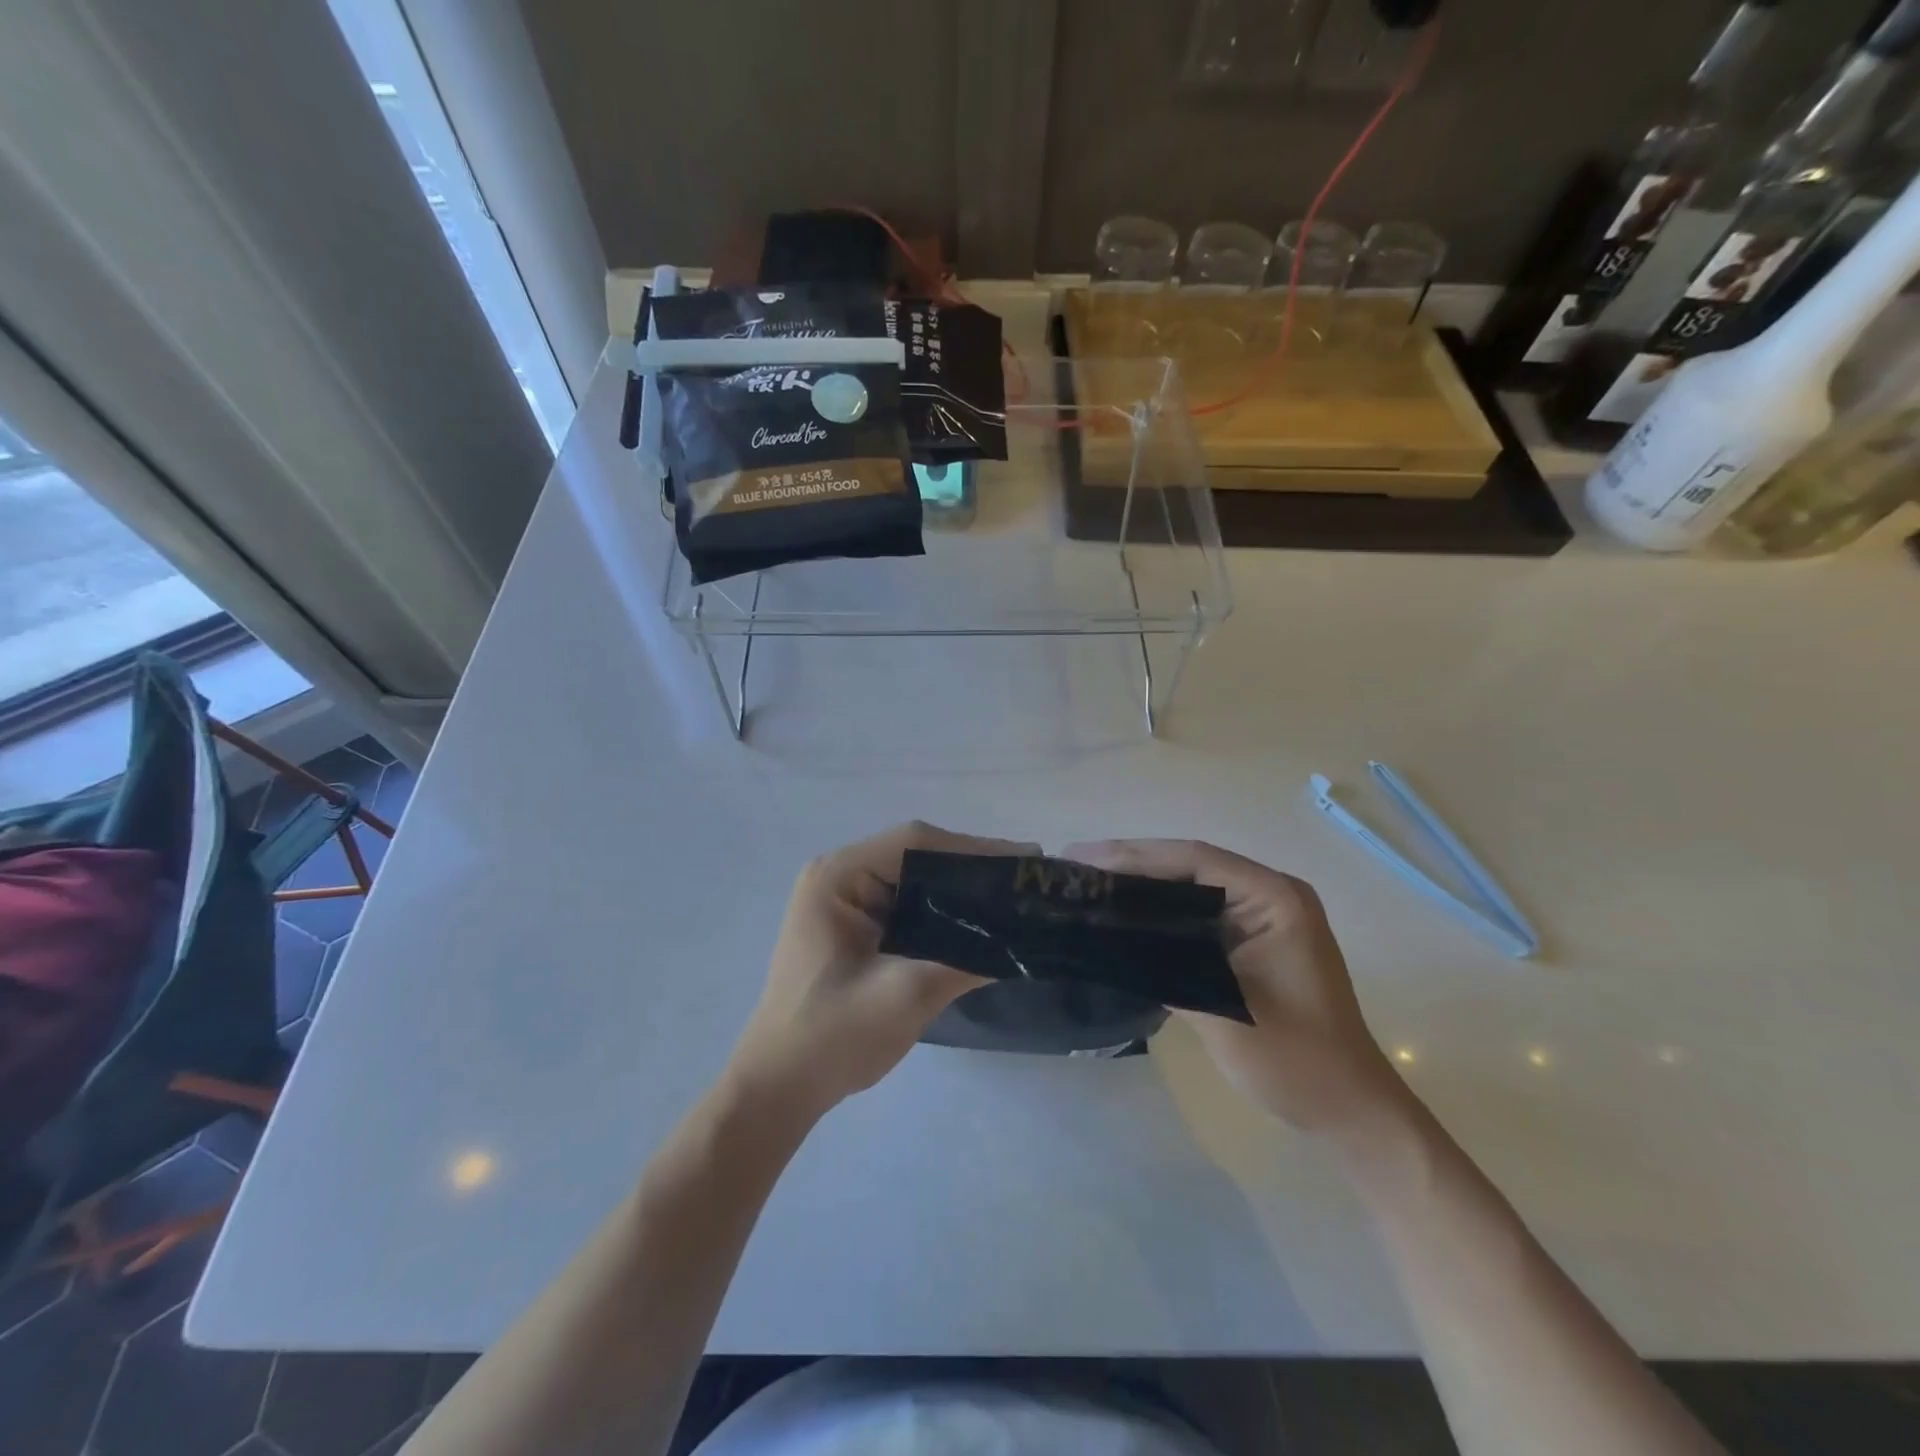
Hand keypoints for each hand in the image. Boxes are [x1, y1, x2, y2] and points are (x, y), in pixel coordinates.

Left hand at [724, 822, 1035, 1121]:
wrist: (779, 1088)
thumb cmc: (831, 1036)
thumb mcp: (904, 996)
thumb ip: (964, 961)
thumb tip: (1022, 941)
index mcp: (838, 877)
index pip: (914, 843)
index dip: (973, 848)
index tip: (1024, 862)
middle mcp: (840, 877)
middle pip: (917, 855)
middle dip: (972, 868)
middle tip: (1026, 881)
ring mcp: (846, 901)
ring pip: (916, 879)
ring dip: (960, 889)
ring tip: (1013, 898)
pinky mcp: (856, 927)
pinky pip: (908, 905)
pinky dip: (943, 911)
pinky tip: (979, 924)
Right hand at [1066, 839, 1405, 1133]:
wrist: (1349, 1111)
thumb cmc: (1297, 1061)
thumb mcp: (1226, 1015)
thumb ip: (1168, 969)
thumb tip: (1107, 940)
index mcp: (1275, 900)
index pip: (1196, 861)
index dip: (1135, 855)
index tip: (1084, 859)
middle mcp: (1270, 896)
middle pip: (1190, 866)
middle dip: (1132, 864)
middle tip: (1075, 866)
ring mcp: (1262, 917)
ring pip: (1190, 887)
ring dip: (1142, 885)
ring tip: (1088, 883)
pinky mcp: (1251, 940)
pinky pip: (1197, 913)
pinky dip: (1159, 912)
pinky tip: (1123, 916)